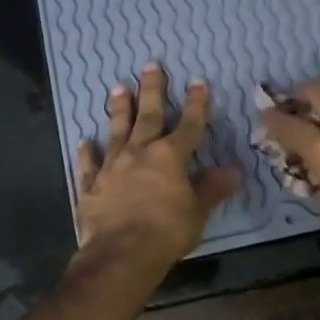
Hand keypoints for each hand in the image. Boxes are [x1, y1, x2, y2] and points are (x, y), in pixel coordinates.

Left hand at [74, 63, 239, 278]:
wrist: (121, 254)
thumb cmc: (167, 232)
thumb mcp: (198, 212)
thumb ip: (212, 189)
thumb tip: (234, 171)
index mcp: (170, 157)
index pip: (188, 124)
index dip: (196, 103)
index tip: (198, 82)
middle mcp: (140, 153)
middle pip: (148, 115)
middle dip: (151, 89)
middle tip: (150, 65)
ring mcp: (112, 167)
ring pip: (116, 131)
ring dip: (118, 109)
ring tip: (117, 88)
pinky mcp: (90, 186)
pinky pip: (89, 164)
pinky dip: (87, 152)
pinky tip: (85, 141)